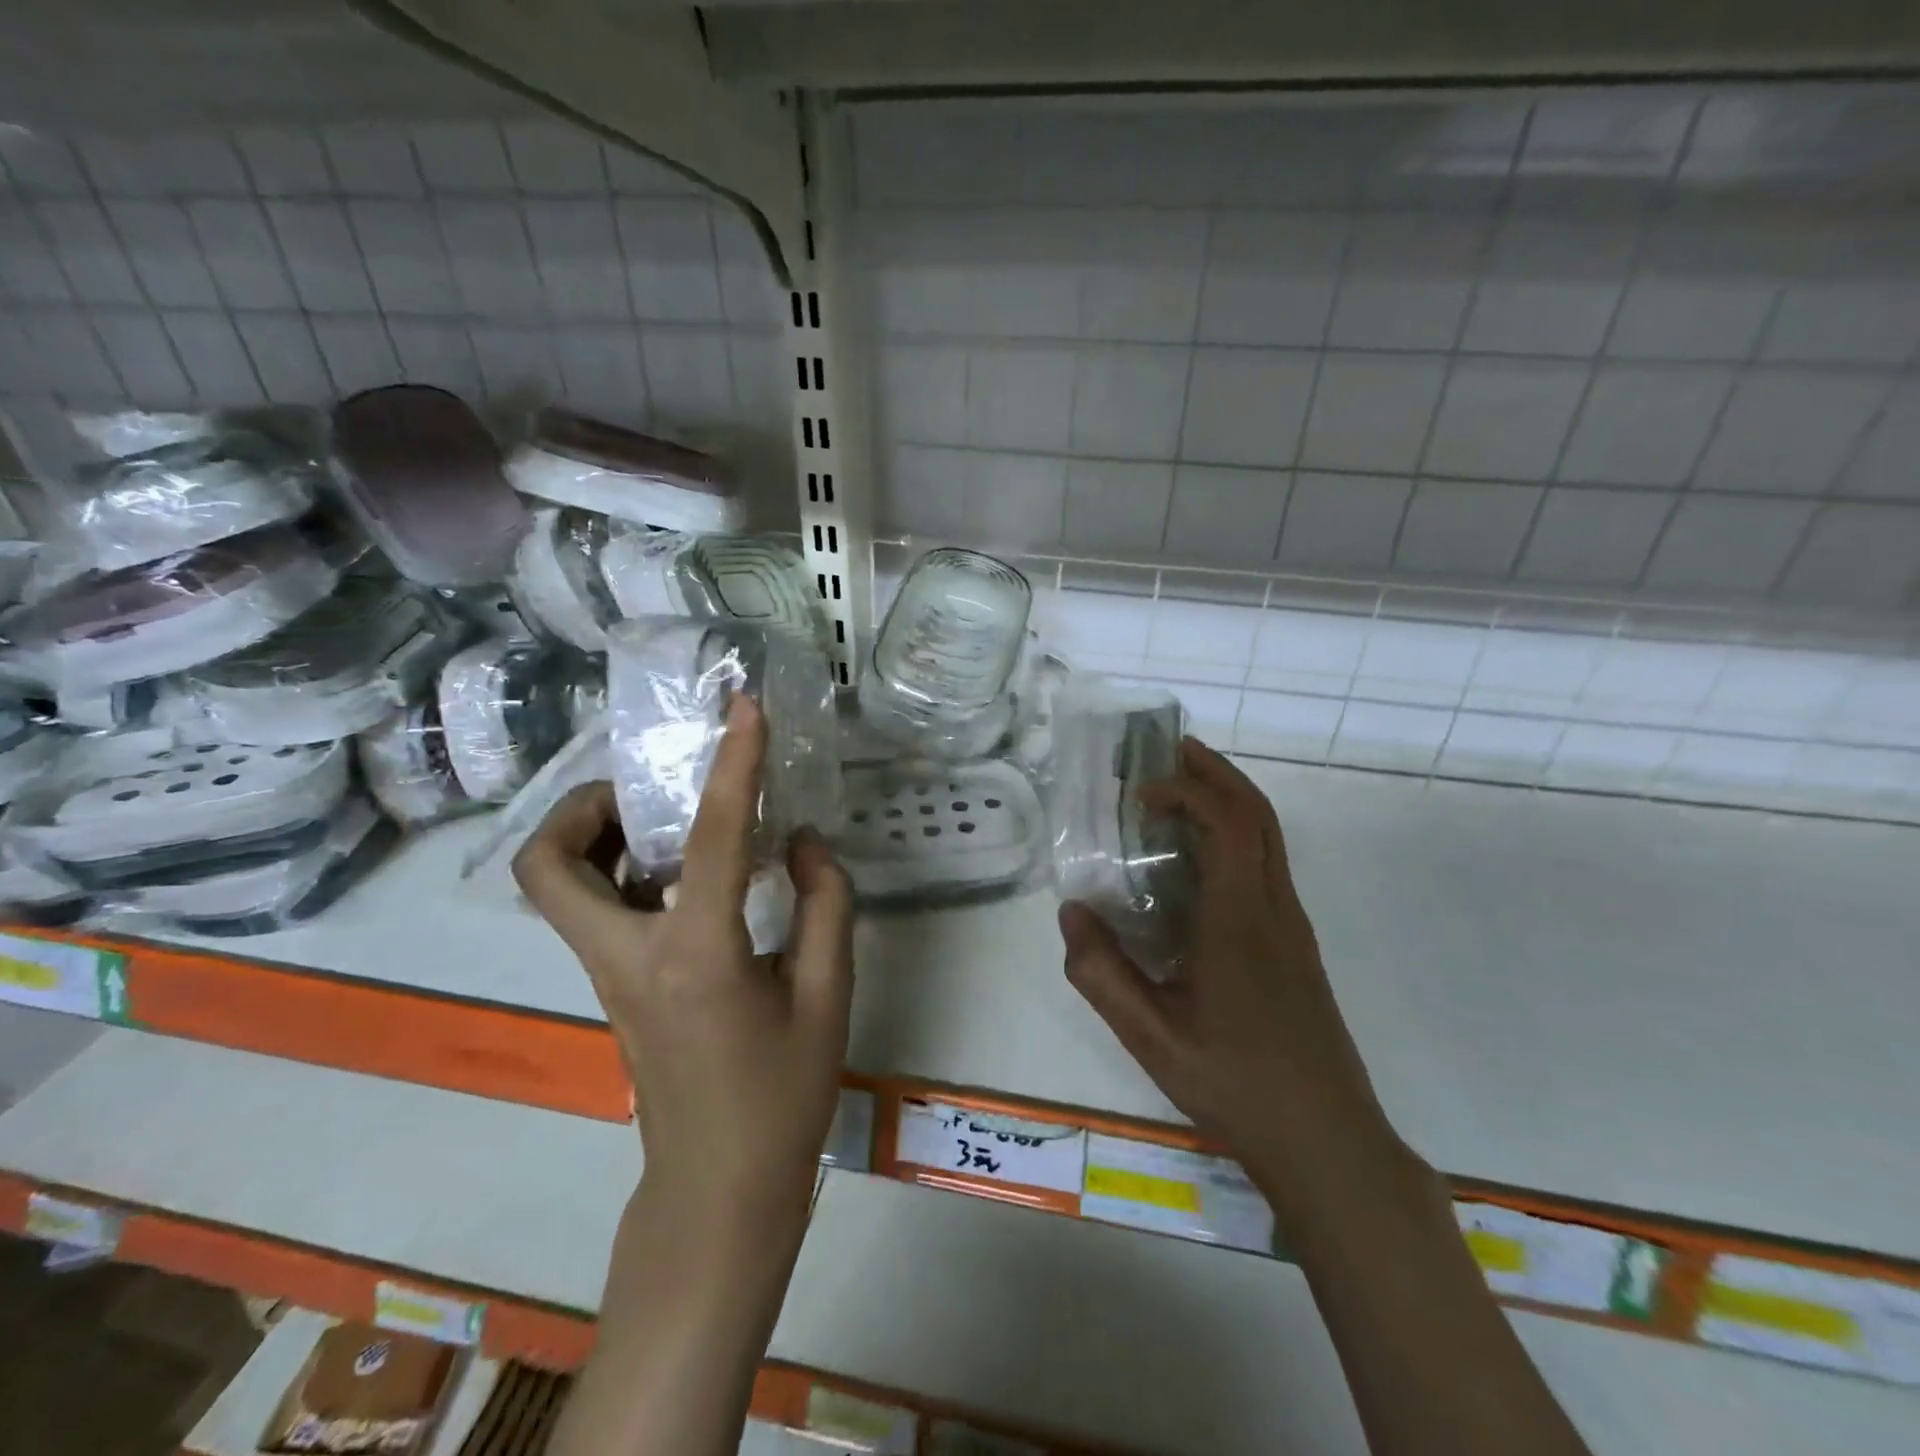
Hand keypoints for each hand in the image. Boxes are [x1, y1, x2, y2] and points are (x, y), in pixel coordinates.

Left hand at [513, 695, 854, 1226]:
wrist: (718, 1188)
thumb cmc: (782, 1097)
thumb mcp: (828, 996)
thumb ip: (825, 905)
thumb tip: (800, 841)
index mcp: (696, 957)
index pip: (712, 838)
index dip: (734, 763)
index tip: (744, 708)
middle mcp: (630, 958)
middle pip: (549, 865)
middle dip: (584, 806)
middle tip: (649, 788)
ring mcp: (609, 976)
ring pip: (557, 887)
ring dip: (595, 836)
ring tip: (665, 820)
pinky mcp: (614, 989)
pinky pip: (592, 909)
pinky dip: (620, 870)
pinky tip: (683, 874)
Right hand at [1060, 737, 1402, 1204]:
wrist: (1328, 1140)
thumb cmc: (1236, 1085)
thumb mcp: (1150, 1038)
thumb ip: (1102, 974)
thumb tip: (1071, 911)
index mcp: (1240, 920)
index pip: (1225, 822)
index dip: (1185, 791)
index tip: (1137, 794)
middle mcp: (1274, 908)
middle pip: (1257, 813)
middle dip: (1215, 772)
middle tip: (1168, 753)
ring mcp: (1293, 926)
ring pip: (1269, 837)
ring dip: (1229, 800)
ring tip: (1179, 793)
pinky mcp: (1297, 945)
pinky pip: (1267, 865)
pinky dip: (1236, 835)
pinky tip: (1199, 862)